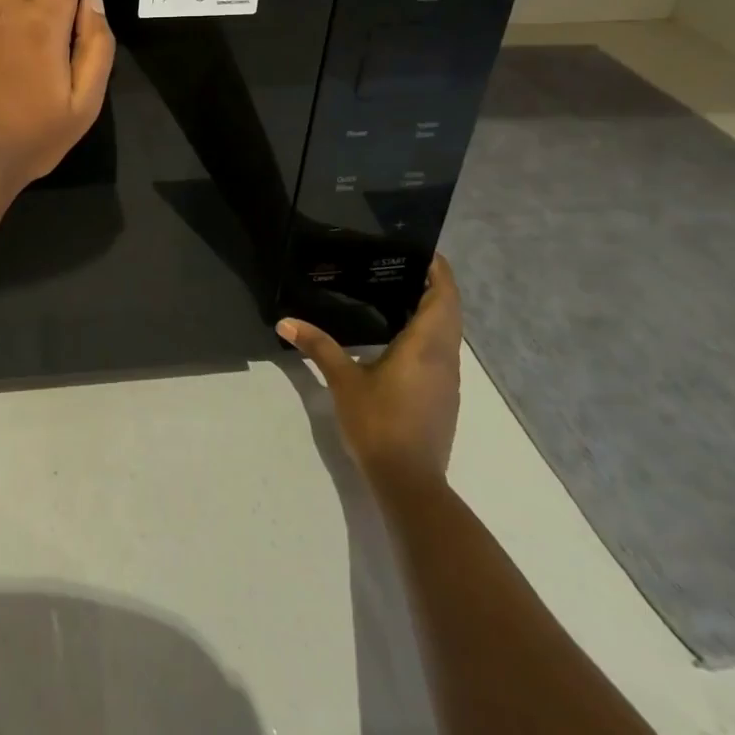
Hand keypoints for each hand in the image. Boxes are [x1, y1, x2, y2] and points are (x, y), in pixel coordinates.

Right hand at [278, 255, 462, 483]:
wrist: (410, 484)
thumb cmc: (379, 423)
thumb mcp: (343, 381)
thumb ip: (317, 346)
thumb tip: (285, 322)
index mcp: (426, 345)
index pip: (444, 296)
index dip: (438, 270)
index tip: (421, 251)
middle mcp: (445, 357)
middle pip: (449, 311)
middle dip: (432, 286)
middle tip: (399, 267)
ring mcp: (448, 380)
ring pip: (448, 333)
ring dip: (432, 311)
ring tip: (396, 294)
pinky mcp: (444, 398)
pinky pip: (442, 352)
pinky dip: (428, 334)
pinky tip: (398, 338)